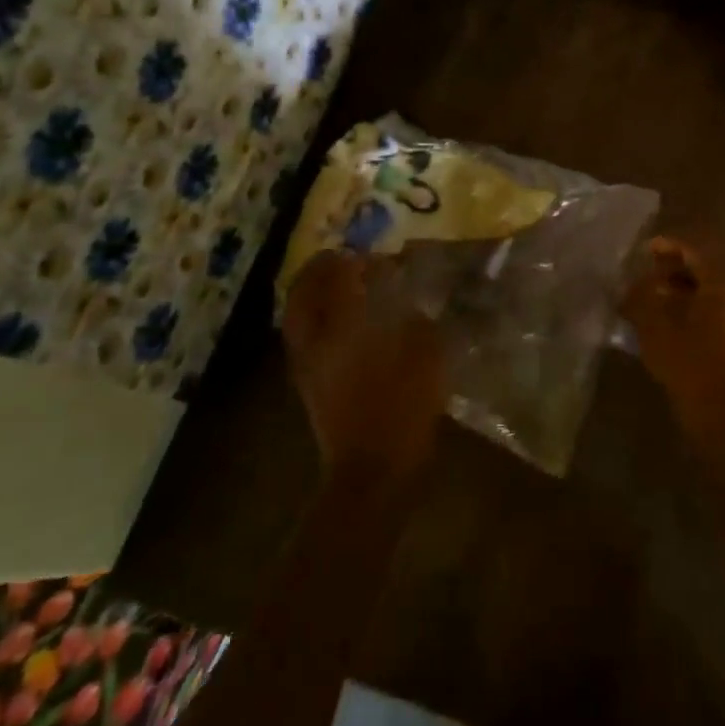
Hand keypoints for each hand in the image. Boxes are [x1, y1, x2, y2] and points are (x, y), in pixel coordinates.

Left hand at [282, 250, 446, 487]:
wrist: (372, 471)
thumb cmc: (402, 410)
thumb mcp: (426, 359)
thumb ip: (420, 323)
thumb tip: (414, 304)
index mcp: (344, 326)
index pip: (339, 277)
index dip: (354, 260)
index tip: (372, 254)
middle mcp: (316, 339)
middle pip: (303, 292)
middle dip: (319, 270)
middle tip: (340, 260)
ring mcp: (306, 364)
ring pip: (298, 316)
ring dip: (312, 294)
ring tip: (337, 287)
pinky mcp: (308, 386)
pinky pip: (303, 339)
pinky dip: (315, 320)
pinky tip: (340, 325)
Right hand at [622, 237, 724, 461]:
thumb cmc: (693, 367)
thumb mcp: (656, 328)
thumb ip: (642, 297)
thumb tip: (636, 284)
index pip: (697, 250)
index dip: (668, 246)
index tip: (644, 249)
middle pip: (709, 271)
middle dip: (676, 271)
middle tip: (647, 278)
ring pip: (716, 295)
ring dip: (686, 294)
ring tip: (656, 304)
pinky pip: (723, 316)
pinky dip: (698, 313)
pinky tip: (675, 329)